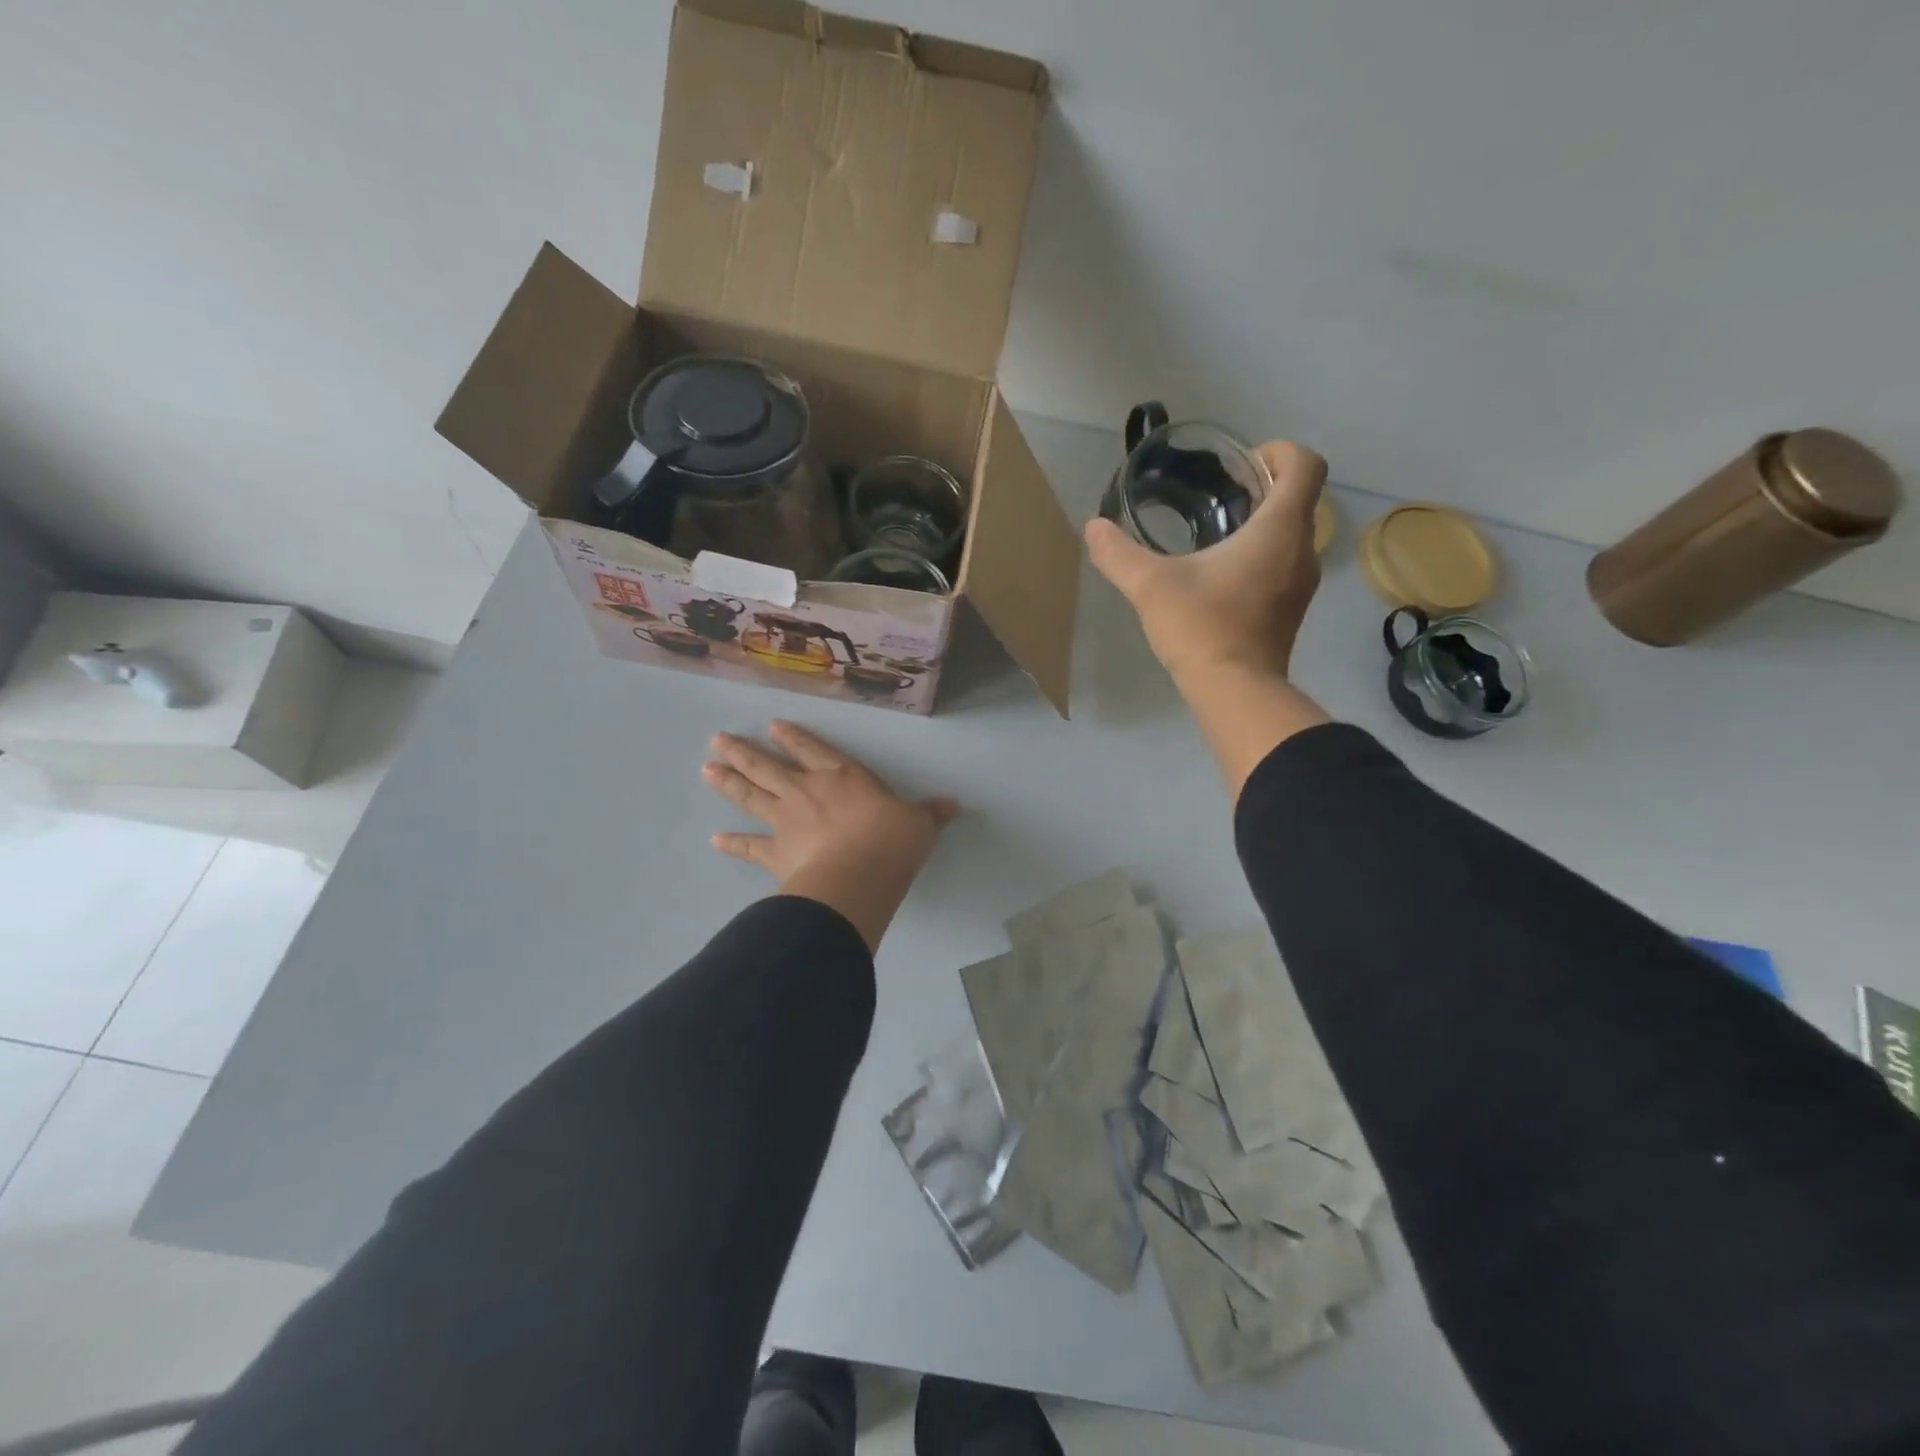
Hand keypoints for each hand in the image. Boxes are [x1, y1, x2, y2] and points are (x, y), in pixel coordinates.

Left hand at [702, 720, 958, 951]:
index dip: (793, 737)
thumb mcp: (920, 824)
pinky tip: (715, 839)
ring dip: (728, 782)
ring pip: (751, 795)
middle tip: (717, 740)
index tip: (771, 726)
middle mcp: (807, 791)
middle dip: (743, 752)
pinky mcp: (776, 853)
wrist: (859, 875)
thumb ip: (930, 813)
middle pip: (768, 766)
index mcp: (842, 777)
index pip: (813, 750)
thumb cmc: (892, 841)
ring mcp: (786, 821)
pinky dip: (732, 844)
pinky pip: (749, 846)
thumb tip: (953, 804)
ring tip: (707, 769)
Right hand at [1085, 441, 1327, 681]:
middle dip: (1264, 485)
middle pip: (1300, 496)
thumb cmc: (1202, 628)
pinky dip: (1263, 552)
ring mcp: (1302, 582)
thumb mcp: (1150, 586)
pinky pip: (1286, 561)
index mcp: (1279, 529)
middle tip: (1220, 493)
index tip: (1239, 466)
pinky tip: (1223, 572)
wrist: (1235, 691)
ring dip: (1264, 521)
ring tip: (1218, 530)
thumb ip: (1118, 553)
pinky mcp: (1292, 608)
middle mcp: (1302, 549)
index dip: (1277, 452)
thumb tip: (1093, 528)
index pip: (1305, 464)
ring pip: (1294, 532)